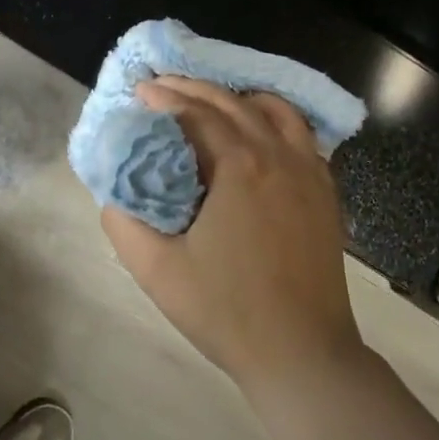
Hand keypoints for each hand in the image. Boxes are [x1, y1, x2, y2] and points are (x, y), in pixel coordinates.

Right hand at [100, 76, 366, 396]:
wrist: (303, 353)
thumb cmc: (227, 312)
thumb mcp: (157, 271)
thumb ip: (124, 224)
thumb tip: (112, 194)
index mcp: (239, 165)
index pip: (196, 113)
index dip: (165, 98)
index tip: (140, 90)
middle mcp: (278, 154)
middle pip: (233, 102)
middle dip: (195, 89)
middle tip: (165, 85)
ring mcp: (309, 171)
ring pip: (274, 111)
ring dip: (238, 98)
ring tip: (211, 101)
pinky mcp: (326, 192)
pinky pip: (301, 135)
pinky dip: (275, 120)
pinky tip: (261, 133)